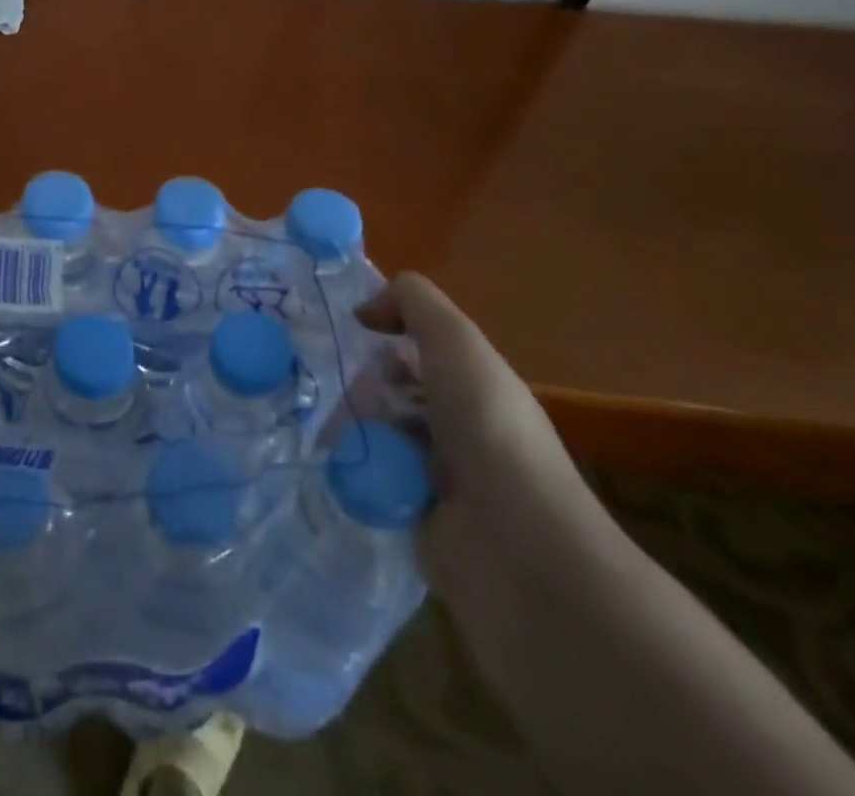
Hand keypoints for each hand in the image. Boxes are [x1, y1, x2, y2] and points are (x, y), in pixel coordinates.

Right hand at [362, 274, 613, 634]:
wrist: (518, 552)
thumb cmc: (489, 433)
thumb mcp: (456, 343)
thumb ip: (412, 302)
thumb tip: (365, 311)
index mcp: (472, 386)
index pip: (414, 351)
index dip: (382, 339)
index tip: (350, 340)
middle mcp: (456, 427)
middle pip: (387, 392)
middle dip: (359, 390)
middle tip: (348, 401)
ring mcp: (436, 477)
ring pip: (373, 435)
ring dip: (351, 431)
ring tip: (337, 440)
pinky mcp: (414, 520)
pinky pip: (368, 482)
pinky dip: (353, 474)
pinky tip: (340, 471)